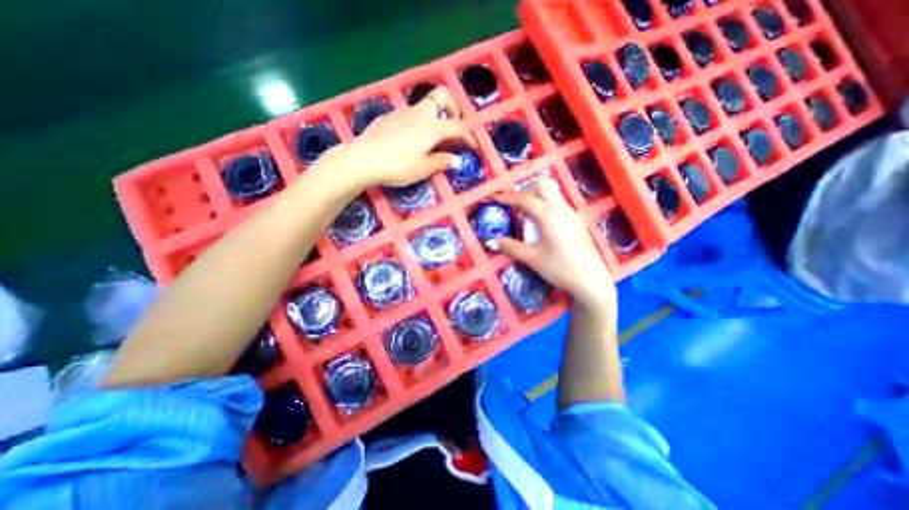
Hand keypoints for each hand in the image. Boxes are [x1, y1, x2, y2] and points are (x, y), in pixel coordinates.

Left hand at [320, 85, 475, 187]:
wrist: (363, 159)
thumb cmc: (397, 166)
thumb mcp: (423, 169)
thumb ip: (441, 162)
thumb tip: (455, 159)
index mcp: (432, 127)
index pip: (458, 126)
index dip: (469, 136)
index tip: (473, 147)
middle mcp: (419, 113)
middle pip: (442, 96)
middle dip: (453, 109)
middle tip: (452, 129)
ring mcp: (403, 112)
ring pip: (425, 106)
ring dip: (434, 118)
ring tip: (432, 141)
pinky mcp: (390, 116)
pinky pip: (410, 115)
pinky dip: (418, 123)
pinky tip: (410, 141)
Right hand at [491, 176, 617, 309]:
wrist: (590, 280)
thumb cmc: (559, 267)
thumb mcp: (531, 258)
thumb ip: (510, 246)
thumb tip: (491, 241)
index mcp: (548, 215)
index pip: (525, 199)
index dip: (507, 197)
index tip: (495, 199)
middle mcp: (561, 208)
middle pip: (543, 186)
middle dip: (526, 191)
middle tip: (516, 207)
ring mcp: (571, 213)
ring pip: (552, 194)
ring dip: (537, 198)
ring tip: (527, 217)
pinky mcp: (577, 220)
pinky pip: (558, 204)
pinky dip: (546, 206)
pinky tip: (542, 225)